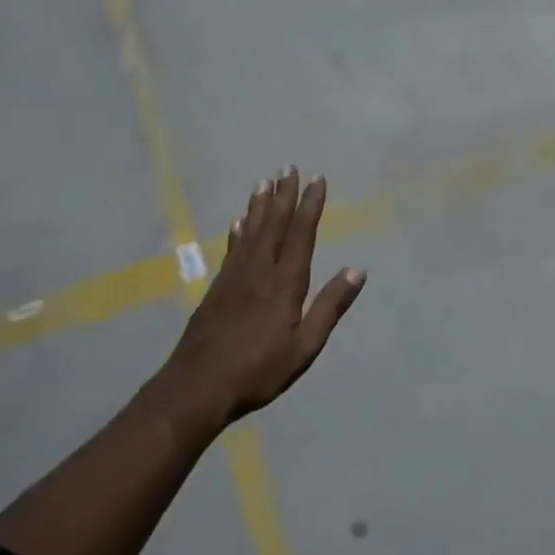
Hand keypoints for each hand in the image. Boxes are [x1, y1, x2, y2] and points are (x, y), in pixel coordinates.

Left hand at [159, 168, 364, 425]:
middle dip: (284, 195)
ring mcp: (234, 278)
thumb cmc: (258, 371)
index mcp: (284, 284)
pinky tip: (239, 222)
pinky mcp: (217, 289)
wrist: (196, 388)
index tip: (317, 179)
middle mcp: (259, 271)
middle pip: (274, 225)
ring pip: (251, 232)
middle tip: (288, 167)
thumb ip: (330, 306)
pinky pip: (232, 250)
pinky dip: (238, 232)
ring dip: (260, 206)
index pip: (301, 234)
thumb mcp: (305, 347)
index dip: (310, 205)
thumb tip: (358, 270)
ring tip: (264, 182)